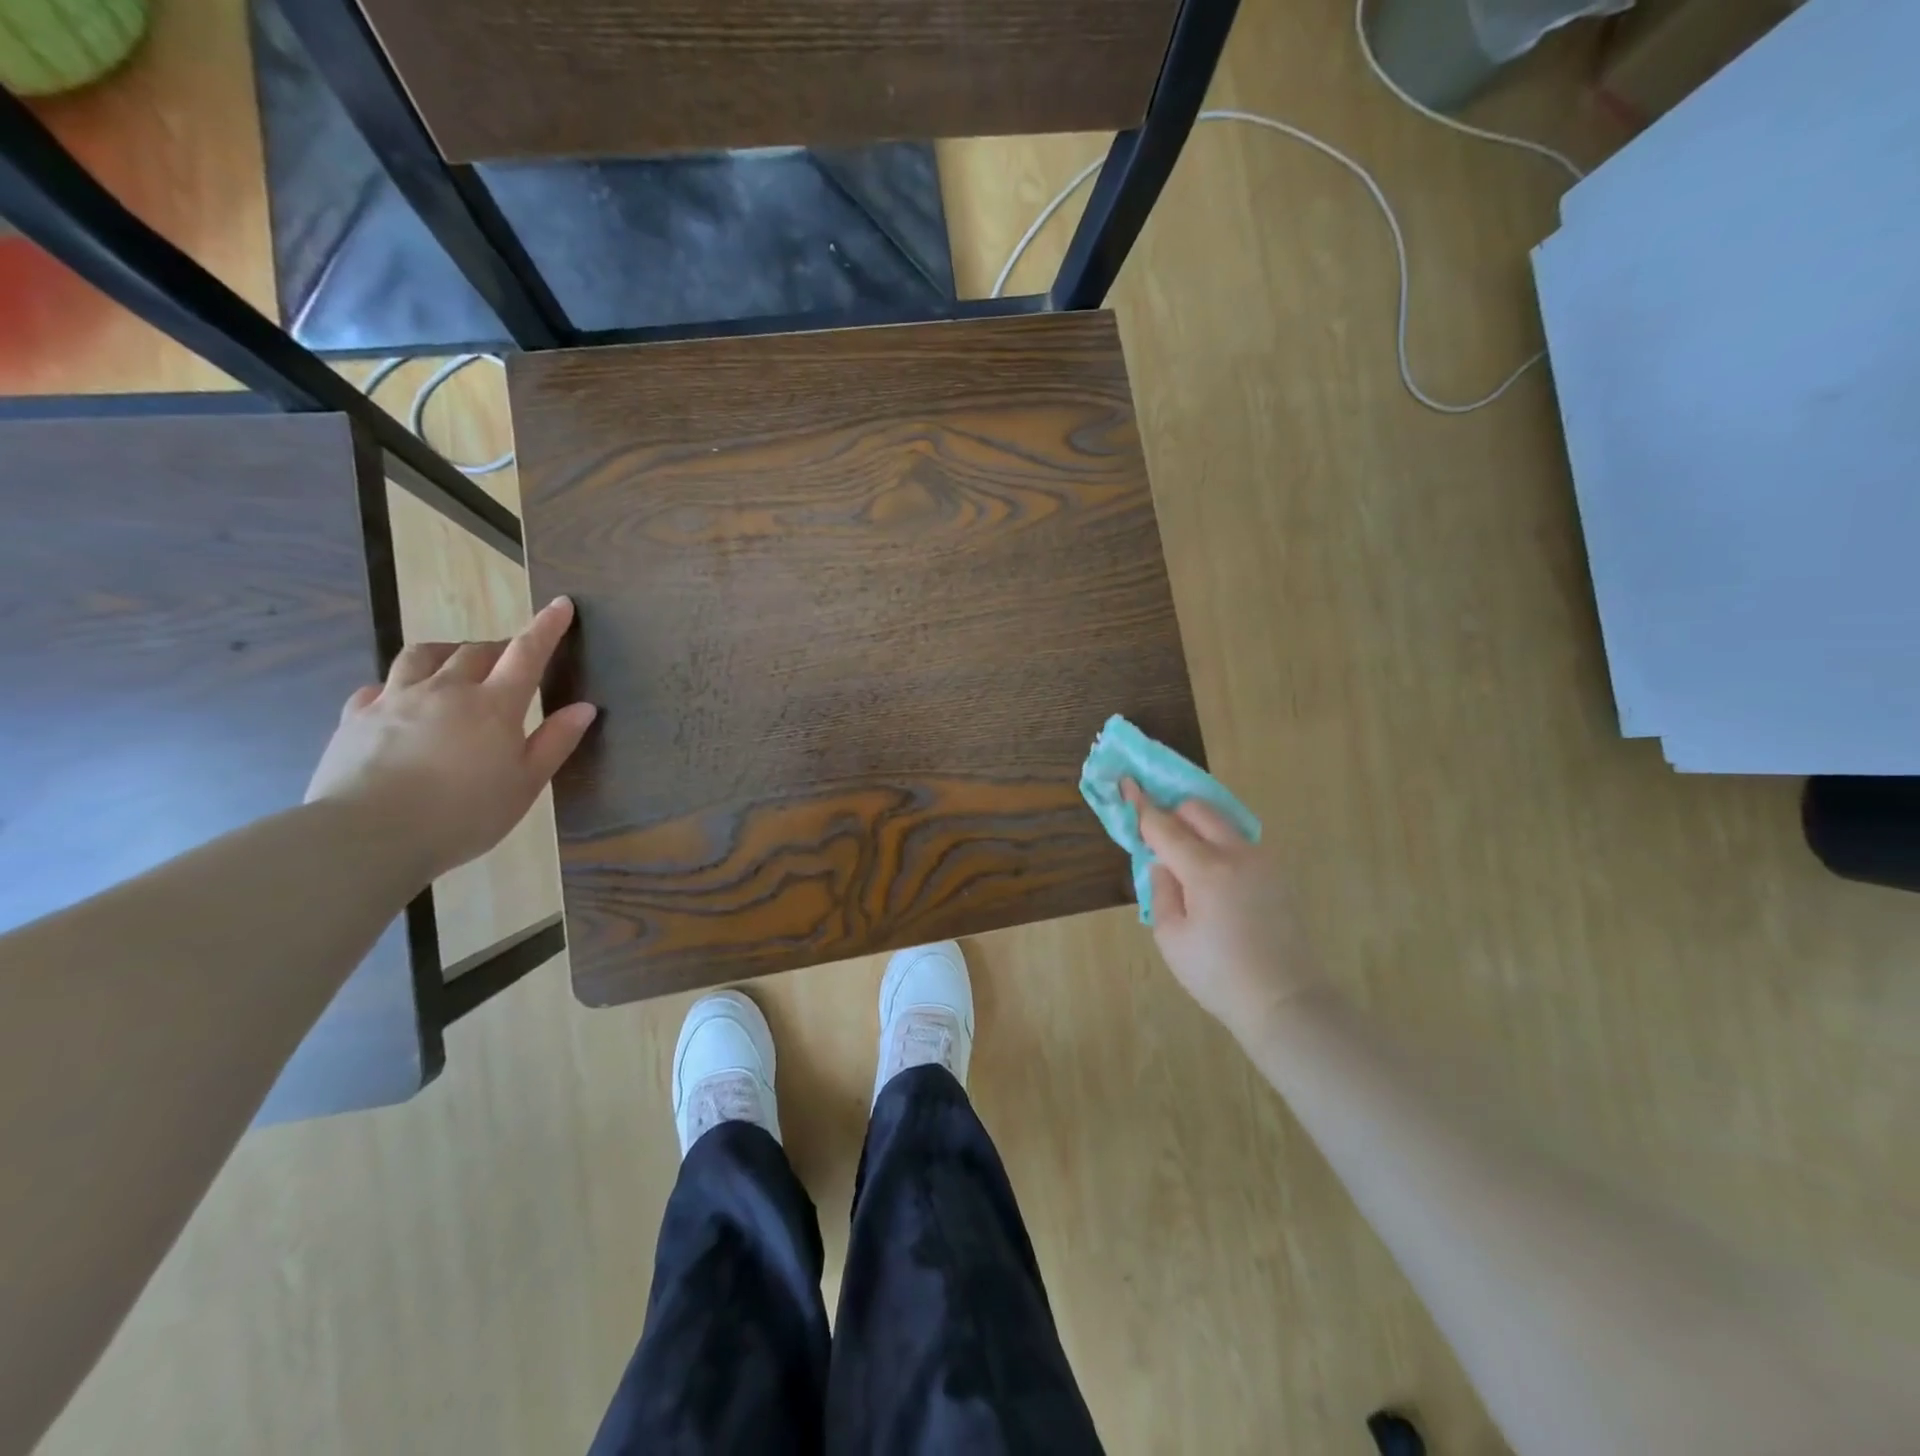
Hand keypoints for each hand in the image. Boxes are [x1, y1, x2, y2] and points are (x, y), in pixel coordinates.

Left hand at [306, 597, 597, 880]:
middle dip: (497, 647)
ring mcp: (396, 699)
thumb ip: (555, 742)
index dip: (546, 627)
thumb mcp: (525, 784)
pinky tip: (402, 699)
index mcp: (493, 705)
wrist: (367, 836)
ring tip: (456, 663)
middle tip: (510, 659)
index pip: (527, 653)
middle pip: (475, 651)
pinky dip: (400, 684)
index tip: (560, 604)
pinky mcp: (357, 717)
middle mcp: (446, 690)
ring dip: (447, 652)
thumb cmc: (463, 814)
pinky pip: (380, 686)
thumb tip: (584, 707)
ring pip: (422, 656)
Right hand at [1123, 780, 1323, 1032]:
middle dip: (1174, 813)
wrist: (1285, 1000)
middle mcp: (1237, 854)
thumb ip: (1161, 890)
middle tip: (1158, 835)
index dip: (1142, 805)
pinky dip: (1219, 845)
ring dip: (1199, 828)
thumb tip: (1164, 864)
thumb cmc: (1218, 974)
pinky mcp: (1278, 874)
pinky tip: (1213, 879)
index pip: (1165, 826)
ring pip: (1223, 823)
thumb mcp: (1171, 936)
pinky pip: (1240, 843)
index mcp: (1206, 869)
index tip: (1126, 783)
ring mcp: (1263, 861)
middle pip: (1199, 810)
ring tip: (1186, 862)